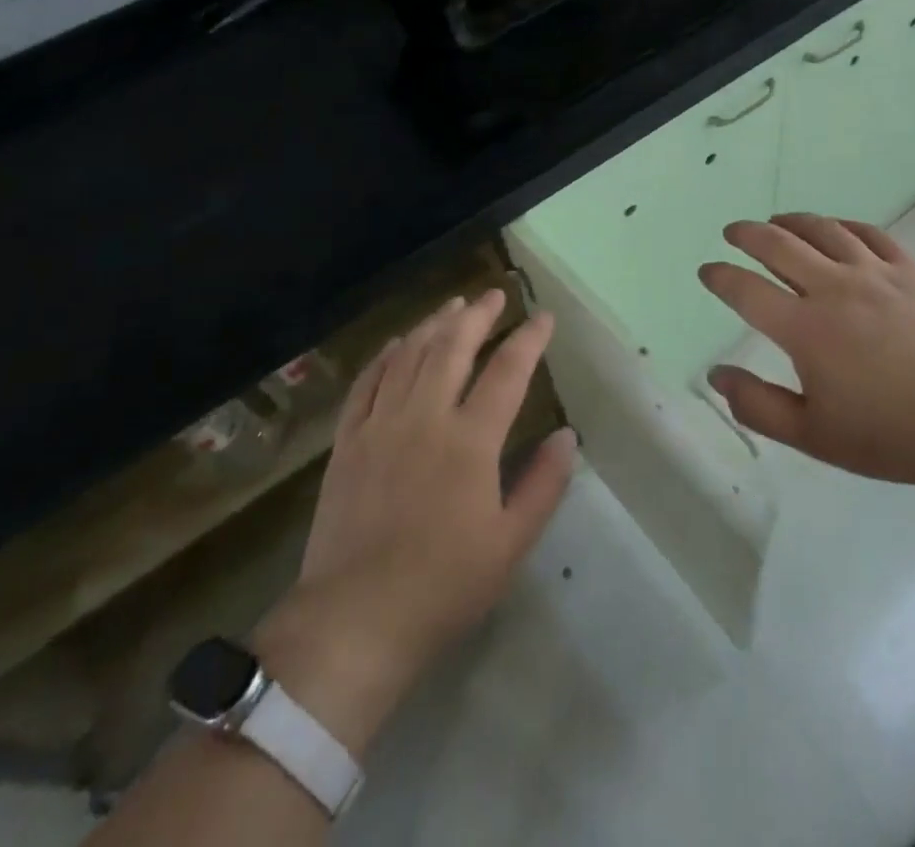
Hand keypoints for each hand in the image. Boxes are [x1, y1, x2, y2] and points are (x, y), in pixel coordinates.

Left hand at [253, 290, 575, 754]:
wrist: (354, 620)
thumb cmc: (443, 585)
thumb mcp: (510, 543)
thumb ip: (543, 484)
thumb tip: (567, 435)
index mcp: (470, 440)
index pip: (507, 371)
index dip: (529, 338)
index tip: (543, 316)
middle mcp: (425, 417)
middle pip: (453, 347)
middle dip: (478, 315)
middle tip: (494, 295)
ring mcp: (380, 425)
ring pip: (409, 356)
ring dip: (433, 325)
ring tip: (453, 306)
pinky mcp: (348, 442)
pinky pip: (367, 383)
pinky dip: (385, 356)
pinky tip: (397, 343)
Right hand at [700, 214, 914, 492]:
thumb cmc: (889, 435)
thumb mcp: (813, 436)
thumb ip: (758, 405)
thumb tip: (716, 375)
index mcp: (805, 329)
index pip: (746, 290)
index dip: (720, 277)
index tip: (707, 271)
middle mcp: (833, 288)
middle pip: (779, 245)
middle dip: (748, 234)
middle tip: (734, 232)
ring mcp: (874, 274)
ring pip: (823, 230)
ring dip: (792, 221)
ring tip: (778, 222)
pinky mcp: (909, 271)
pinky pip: (869, 233)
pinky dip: (843, 225)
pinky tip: (836, 229)